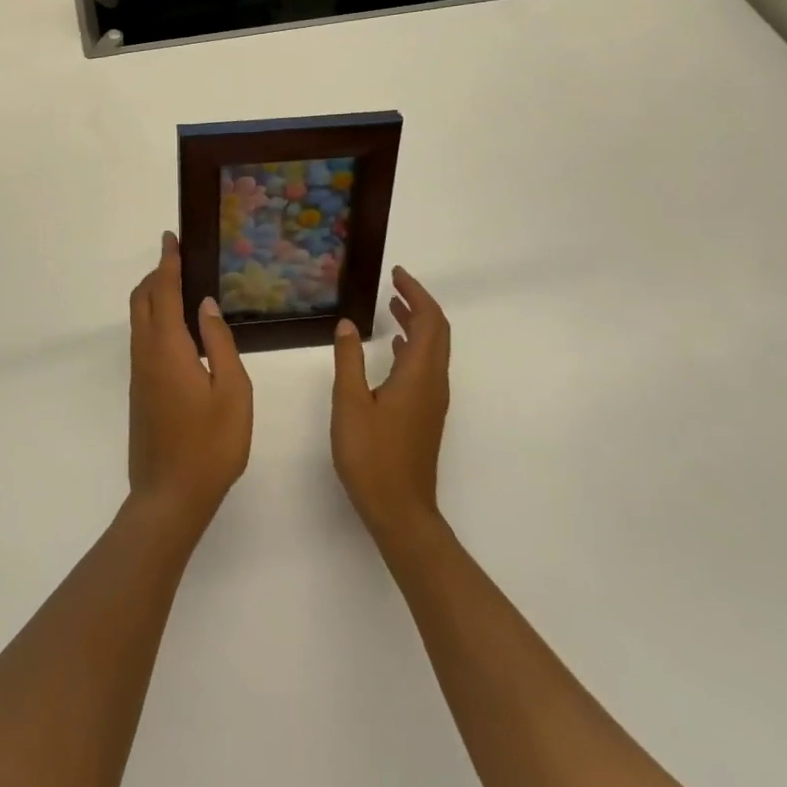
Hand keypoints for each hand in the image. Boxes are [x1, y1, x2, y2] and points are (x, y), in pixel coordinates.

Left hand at [128, 232, 252, 537]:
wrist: (168, 498)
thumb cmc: (210, 446)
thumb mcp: (232, 392)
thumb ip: (220, 343)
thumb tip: (206, 305)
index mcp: (168, 348)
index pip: (164, 292)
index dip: (168, 263)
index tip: (171, 238)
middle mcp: (146, 354)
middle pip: (142, 300)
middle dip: (156, 274)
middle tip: (178, 260)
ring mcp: (139, 374)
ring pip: (139, 320)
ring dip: (153, 296)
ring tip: (180, 287)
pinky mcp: (139, 391)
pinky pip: (142, 338)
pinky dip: (154, 318)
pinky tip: (177, 330)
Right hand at [331, 267, 450, 546]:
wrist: (400, 512)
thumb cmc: (372, 456)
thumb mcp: (350, 403)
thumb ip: (349, 360)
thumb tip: (348, 324)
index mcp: (420, 374)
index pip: (430, 321)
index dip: (416, 293)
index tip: (397, 274)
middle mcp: (434, 383)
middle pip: (438, 332)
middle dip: (419, 303)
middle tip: (395, 284)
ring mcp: (432, 401)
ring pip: (434, 350)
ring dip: (417, 324)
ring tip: (393, 307)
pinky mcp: (425, 415)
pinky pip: (426, 367)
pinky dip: (413, 346)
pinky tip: (394, 348)